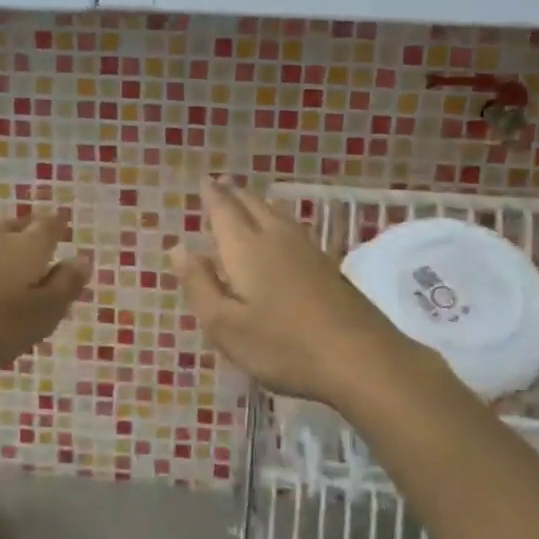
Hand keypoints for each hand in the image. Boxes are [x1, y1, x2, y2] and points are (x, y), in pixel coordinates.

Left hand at [0, 211, 89, 376]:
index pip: (50, 226)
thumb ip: (64, 287)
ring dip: (2, 247)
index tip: (64, 226)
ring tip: (8, 264)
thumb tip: (83, 259)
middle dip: (31, 232)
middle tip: (39, 242)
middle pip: (19, 226)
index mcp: (28, 247)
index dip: (59, 226)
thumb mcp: (40, 315)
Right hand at [166, 180, 424, 409]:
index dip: (212, 196)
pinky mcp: (329, 267)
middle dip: (234, 194)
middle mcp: (276, 238)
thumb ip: (199, 285)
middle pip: (253, 206)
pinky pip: (293, 230)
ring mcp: (308, 251)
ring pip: (277, 215)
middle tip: (222, 184)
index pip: (224, 211)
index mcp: (246, 249)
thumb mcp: (225, 325)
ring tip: (248, 201)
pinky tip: (282, 234)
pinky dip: (278, 221)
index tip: (205, 180)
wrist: (360, 358)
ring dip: (258, 204)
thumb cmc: (282, 346)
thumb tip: (178, 248)